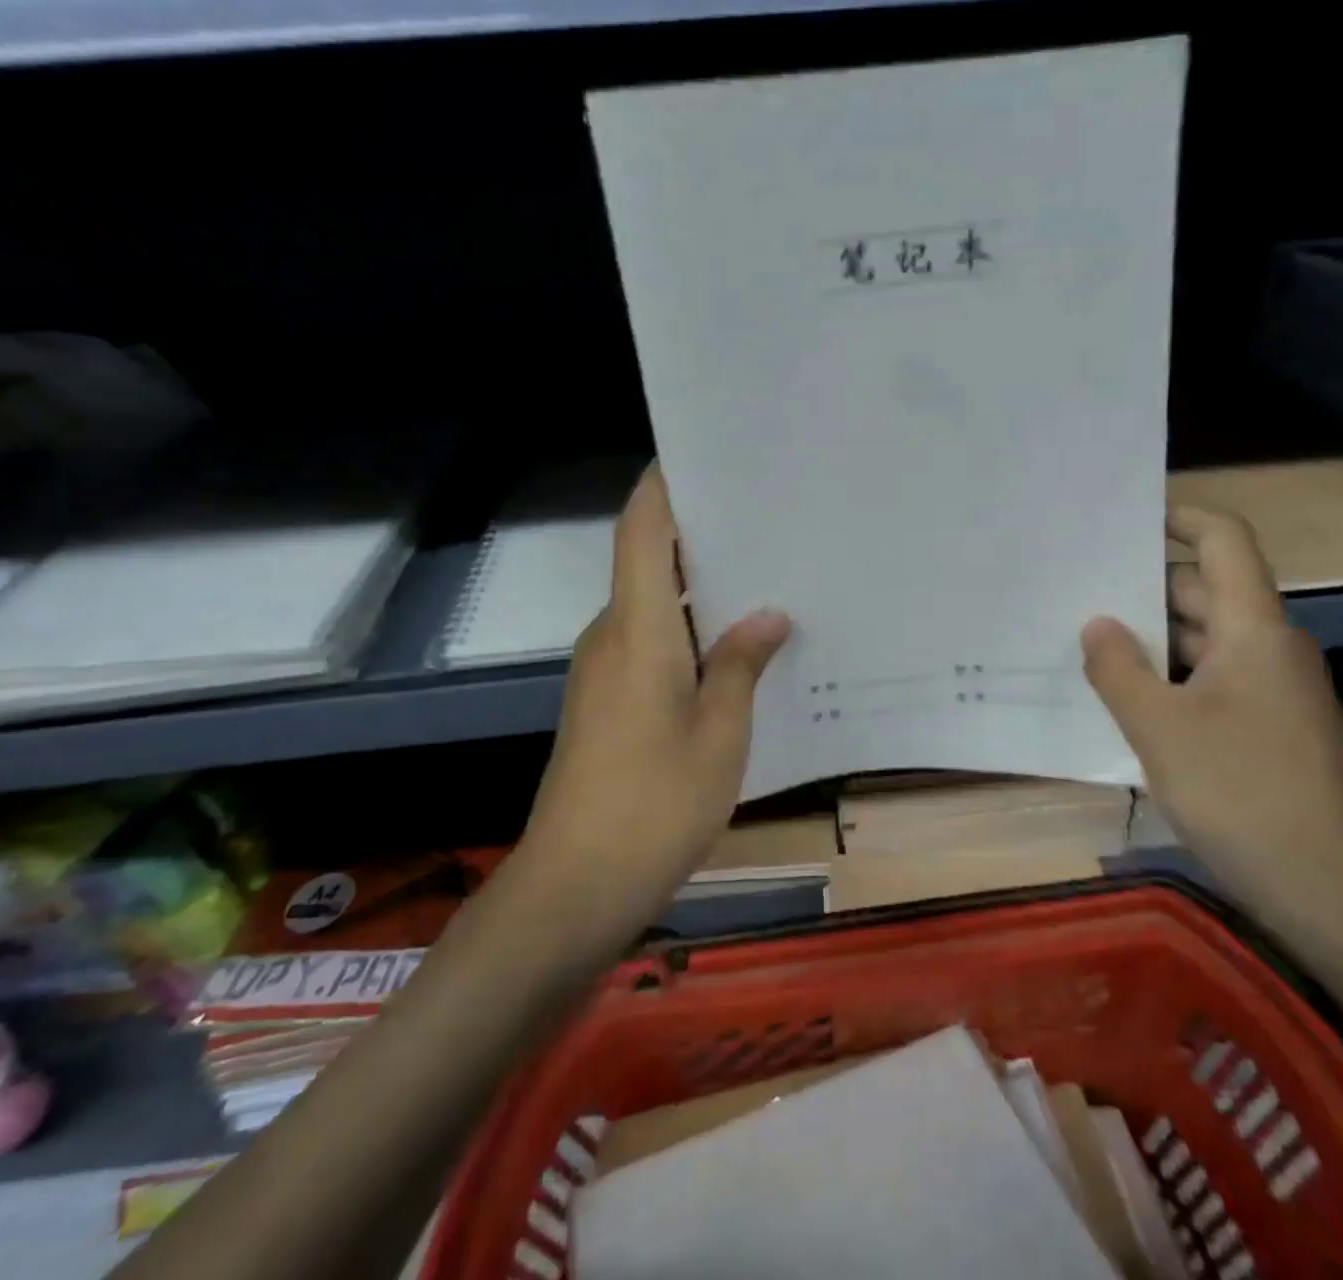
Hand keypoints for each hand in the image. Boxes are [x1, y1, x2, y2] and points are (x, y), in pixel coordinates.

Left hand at [516, 465, 790, 935]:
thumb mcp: (720, 733)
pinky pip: (649, 643)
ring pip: (652, 606)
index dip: (664, 487)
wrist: (575, 886)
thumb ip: (741, 665)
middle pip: (650, 562)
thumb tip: (768, 617)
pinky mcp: (605, 702)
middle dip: (701, 537)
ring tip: (766, 580)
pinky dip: (688, 632)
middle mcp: (611, 636)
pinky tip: (735, 649)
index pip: (642, 532)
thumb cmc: (655, 803)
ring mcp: (603, 671)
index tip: (701, 457)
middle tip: (766, 523)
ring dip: (699, 590)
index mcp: (637, 629)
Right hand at [1081, 506, 1342, 917]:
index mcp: (1254, 630)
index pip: (1225, 542)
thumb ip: (1118, 668)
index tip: (1129, 516)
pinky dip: (1171, 674)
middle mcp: (1269, 646)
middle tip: (1080, 587)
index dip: (1181, 517)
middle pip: (1206, 590)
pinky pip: (1212, 676)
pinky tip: (1127, 694)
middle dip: (1146, 585)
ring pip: (1206, 638)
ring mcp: (1273, 687)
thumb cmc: (1241, 793)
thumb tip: (1096, 623)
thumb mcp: (1159, 728)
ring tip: (1090, 638)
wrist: (1326, 888)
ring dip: (1154, 635)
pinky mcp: (1268, 724)